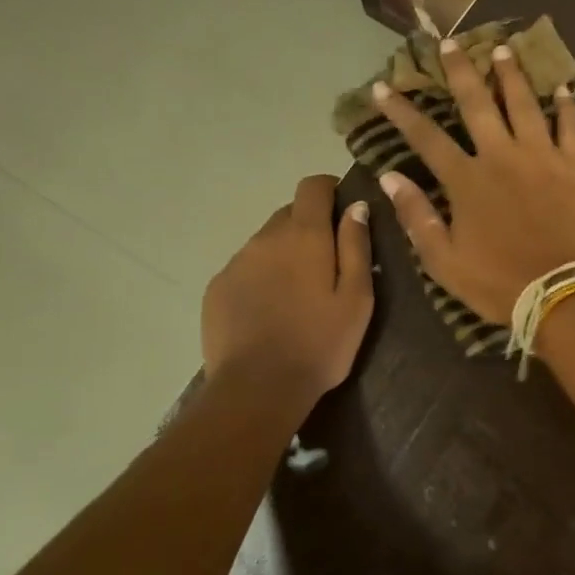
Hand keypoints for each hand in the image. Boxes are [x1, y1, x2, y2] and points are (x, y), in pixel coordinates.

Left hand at [201, 175, 373, 406]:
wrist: (258, 388)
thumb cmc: (320, 344)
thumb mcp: (357, 299)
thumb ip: (357, 247)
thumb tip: (355, 206)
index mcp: (304, 236)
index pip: (312, 187)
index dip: (330, 189)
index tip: (343, 209)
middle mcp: (265, 239)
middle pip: (289, 214)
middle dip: (310, 227)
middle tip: (328, 264)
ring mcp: (237, 263)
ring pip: (266, 243)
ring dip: (284, 254)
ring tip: (298, 294)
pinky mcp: (217, 288)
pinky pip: (245, 268)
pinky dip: (262, 277)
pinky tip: (271, 311)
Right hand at [371, 37, 574, 324]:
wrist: (562, 294)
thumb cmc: (498, 282)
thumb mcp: (444, 261)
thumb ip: (417, 216)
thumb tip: (390, 177)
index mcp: (467, 180)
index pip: (426, 137)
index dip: (401, 112)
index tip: (382, 86)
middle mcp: (502, 156)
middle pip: (477, 104)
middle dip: (460, 71)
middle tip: (449, 43)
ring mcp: (543, 157)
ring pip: (525, 104)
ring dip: (511, 75)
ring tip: (503, 49)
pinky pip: (573, 128)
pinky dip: (568, 106)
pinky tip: (563, 88)